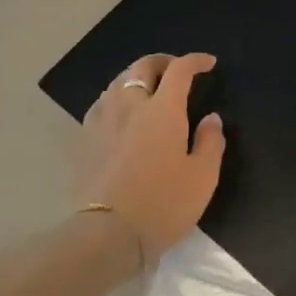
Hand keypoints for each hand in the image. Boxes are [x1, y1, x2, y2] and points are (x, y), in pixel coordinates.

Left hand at [76, 53, 225, 267]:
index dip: (194, 61)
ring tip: (147, 88)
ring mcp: (102, 121)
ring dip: (136, 77)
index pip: (179, 71)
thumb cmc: (163, 204)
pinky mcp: (84, 139)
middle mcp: (130, 105)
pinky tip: (120, 112)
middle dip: (162, 61)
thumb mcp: (203, 177)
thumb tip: (211, 117)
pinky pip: (101, 104)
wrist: (108, 234)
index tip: (208, 63)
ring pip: (117, 82)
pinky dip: (116, 98)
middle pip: (142, 67)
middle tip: (176, 68)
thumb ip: (211, 142)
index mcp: (163, 110)